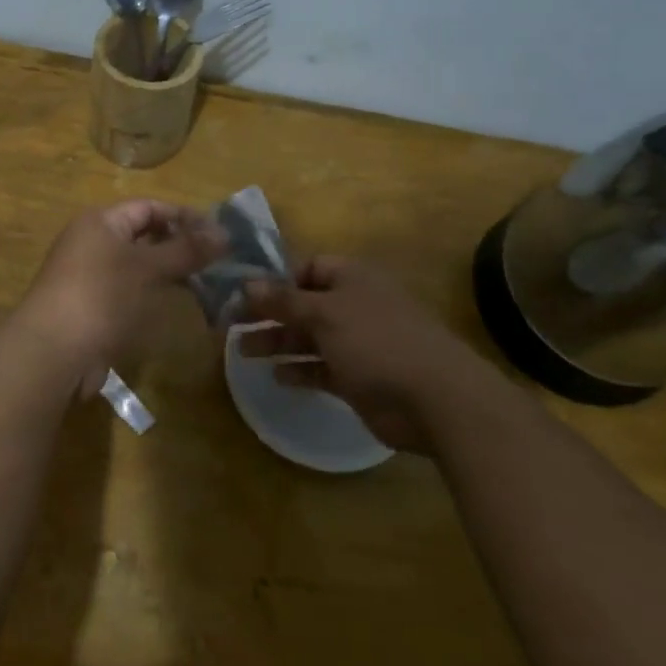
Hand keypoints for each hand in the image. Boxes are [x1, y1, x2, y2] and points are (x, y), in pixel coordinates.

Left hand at [16, 200, 227, 393]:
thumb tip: (225, 233)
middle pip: (144, 235)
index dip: (184, 216)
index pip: (149, 207)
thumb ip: (186, 249)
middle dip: (180, 244)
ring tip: (207, 280)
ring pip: (140, 265)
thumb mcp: (147, 268)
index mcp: (100, 222)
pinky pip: (131, 290)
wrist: (54, 353)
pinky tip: (180, 303)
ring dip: (170, 271)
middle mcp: (93, 243)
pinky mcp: (95, 307)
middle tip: (218, 259)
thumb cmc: (101, 296)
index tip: (219, 233)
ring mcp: (92, 276)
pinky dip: (155, 292)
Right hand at [237, 257, 492, 453]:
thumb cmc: (376, 342)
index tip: (243, 294)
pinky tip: (276, 376)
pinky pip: (322, 368)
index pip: (308, 268)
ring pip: (310, 337)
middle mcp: (355, 305)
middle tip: (231, 326)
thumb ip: (284, 300)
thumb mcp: (324, 314)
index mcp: (352, 278)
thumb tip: (247, 284)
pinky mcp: (359, 377)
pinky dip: (300, 370)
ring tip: (242, 353)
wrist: (433, 398)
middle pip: (304, 304)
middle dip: (270, 314)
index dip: (277, 279)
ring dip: (278, 342)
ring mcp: (359, 343)